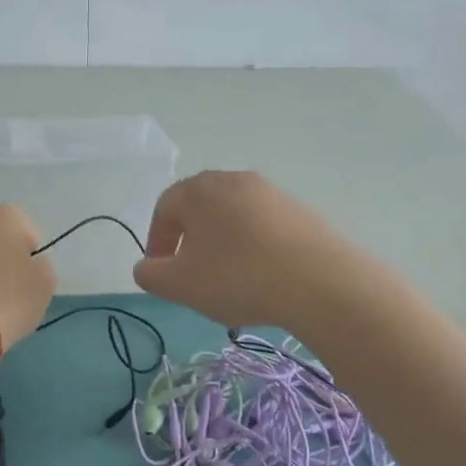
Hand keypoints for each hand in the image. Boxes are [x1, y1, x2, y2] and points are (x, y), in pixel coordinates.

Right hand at [133, 172, 351, 331]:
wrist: (319, 281)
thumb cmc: (237, 277)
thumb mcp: (180, 285)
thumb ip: (151, 275)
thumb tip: (146, 266)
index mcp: (199, 190)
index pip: (164, 208)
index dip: (156, 240)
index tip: (161, 272)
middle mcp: (233, 180)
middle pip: (200, 208)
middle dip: (190, 241)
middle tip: (192, 275)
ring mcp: (271, 192)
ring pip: (233, 217)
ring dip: (222, 245)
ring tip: (228, 280)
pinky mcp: (299, 210)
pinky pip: (263, 226)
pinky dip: (253, 247)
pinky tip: (262, 277)